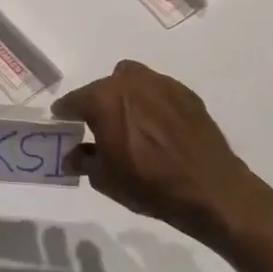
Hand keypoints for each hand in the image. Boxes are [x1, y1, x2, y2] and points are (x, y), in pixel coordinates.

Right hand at [53, 60, 272, 245]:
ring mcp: (162, 84)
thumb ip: (83, 160)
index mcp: (104, 98)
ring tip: (131, 125)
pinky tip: (158, 129)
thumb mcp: (105, 179)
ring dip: (125, 98)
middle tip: (99, 128)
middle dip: (97, 104)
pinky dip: (152, 104)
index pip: (74, 100)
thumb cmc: (149, 184)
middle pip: (103, 87)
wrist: (210, 189)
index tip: (62, 123)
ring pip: (132, 82)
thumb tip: (72, 155)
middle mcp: (131, 82)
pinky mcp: (186, 94)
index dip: (65, 113)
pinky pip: (158, 92)